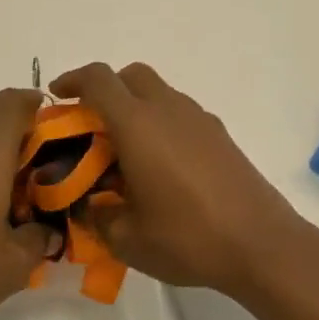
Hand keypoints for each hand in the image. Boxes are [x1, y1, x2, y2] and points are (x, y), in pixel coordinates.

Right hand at [50, 62, 318, 299]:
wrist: (261, 244)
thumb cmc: (187, 238)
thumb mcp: (126, 238)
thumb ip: (97, 216)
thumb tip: (91, 205)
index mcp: (137, 124)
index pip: (98, 80)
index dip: (72, 81)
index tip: (57, 96)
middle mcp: (168, 109)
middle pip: (130, 75)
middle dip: (105, 89)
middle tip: (91, 124)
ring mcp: (199, 119)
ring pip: (158, 93)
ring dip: (135, 107)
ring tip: (126, 152)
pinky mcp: (220, 135)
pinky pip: (180, 114)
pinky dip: (161, 124)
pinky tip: (162, 167)